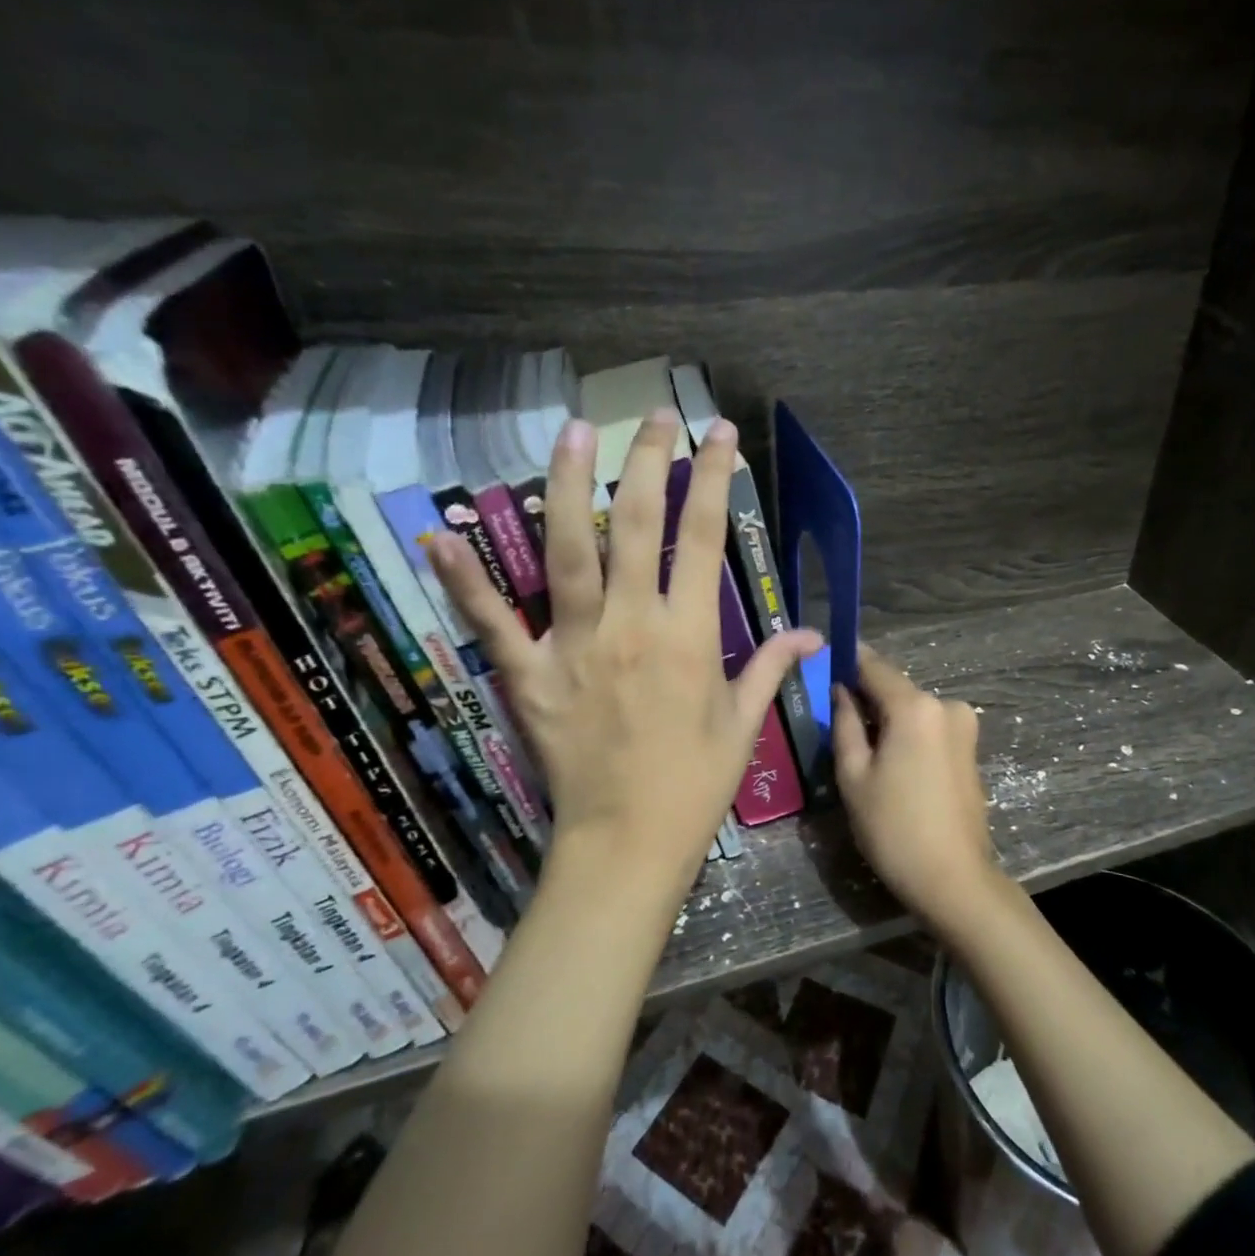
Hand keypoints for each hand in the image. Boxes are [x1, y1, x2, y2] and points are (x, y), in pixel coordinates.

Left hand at [431, 407, 821, 906]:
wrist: (628, 841)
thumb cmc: (695, 784)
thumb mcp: (743, 724)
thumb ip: (771, 666)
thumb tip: (814, 633)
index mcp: (688, 636)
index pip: (704, 538)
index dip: (714, 478)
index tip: (719, 433)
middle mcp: (630, 625)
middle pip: (636, 526)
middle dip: (647, 462)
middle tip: (653, 414)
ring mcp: (574, 645)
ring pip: (567, 551)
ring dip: (568, 486)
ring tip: (573, 432)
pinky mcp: (528, 675)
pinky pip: (492, 622)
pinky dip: (464, 579)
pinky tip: (440, 532)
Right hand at [831, 646, 1012, 934]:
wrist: (954, 879)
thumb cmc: (893, 828)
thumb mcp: (854, 775)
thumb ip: (844, 724)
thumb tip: (841, 690)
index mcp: (915, 707)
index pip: (874, 666)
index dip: (847, 661)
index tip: (824, 662)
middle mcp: (945, 705)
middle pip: (895, 689)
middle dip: (866, 697)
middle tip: (835, 719)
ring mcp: (964, 727)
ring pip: (912, 709)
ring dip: (887, 719)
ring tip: (861, 750)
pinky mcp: (971, 749)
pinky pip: (930, 728)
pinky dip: (908, 734)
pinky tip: (892, 764)